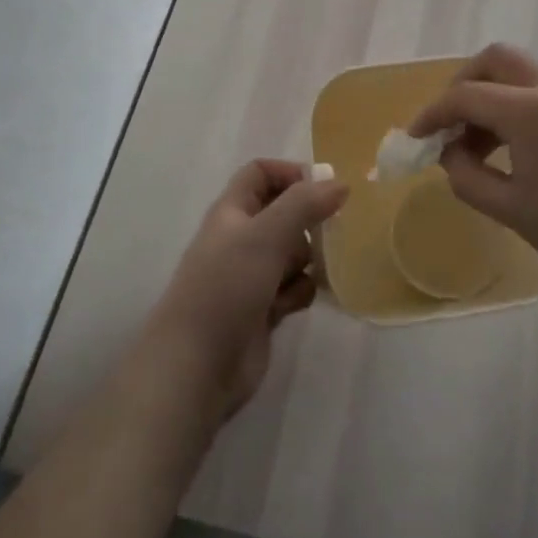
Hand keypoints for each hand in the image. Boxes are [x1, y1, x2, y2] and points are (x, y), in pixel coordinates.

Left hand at [142, 160, 347, 420]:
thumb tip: (340, 184)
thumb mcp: (266, 234)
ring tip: (309, 274)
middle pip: (283, 212)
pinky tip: (292, 306)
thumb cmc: (227, 286)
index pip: (261, 173)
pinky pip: (293, 287)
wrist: (197, 365)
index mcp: (232, 211)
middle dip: (307, 222)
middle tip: (329, 232)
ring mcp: (251, 275)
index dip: (291, 173)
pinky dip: (299, 292)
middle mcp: (241, 238)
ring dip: (307, 261)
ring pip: (293, 252)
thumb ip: (304, 204)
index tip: (324, 189)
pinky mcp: (262, 310)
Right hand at [408, 44, 537, 297]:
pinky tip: (515, 148)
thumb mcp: (512, 210)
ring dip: (491, 96)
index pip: (466, 96)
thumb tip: (450, 152)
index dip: (432, 114)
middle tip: (448, 123)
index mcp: (532, 110)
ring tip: (478, 146)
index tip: (414, 138)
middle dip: (463, 84)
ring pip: (521, 73)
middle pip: (496, 59)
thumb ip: (467, 176)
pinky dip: (517, 105)